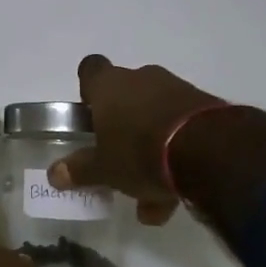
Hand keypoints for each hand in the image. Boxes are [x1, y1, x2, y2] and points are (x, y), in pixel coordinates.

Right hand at [47, 55, 225, 225]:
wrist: (211, 152)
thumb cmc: (140, 152)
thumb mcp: (104, 168)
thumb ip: (79, 170)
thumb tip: (53, 174)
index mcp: (109, 85)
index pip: (90, 69)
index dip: (88, 89)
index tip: (89, 113)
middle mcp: (142, 79)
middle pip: (125, 97)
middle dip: (121, 127)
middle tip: (117, 159)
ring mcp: (177, 90)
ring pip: (154, 117)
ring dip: (149, 149)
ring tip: (149, 196)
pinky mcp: (205, 108)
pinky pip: (180, 130)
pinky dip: (175, 156)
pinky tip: (175, 195)